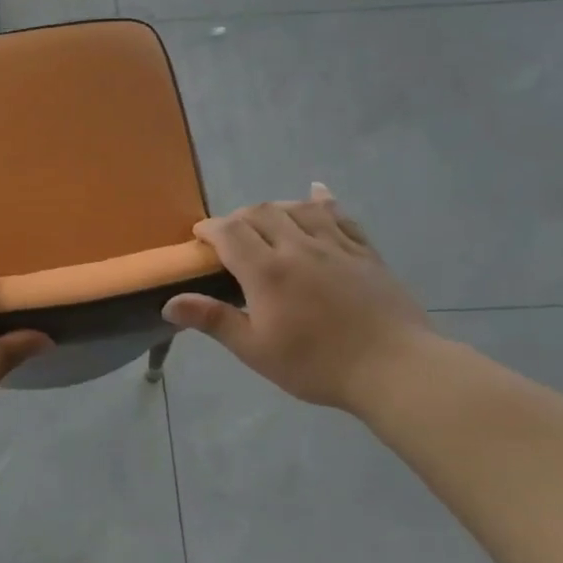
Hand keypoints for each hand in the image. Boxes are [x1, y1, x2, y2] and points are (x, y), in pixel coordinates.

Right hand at [163, 183, 431, 411]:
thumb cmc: (316, 364)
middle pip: (260, 213)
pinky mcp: (365, 252)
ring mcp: (336, 246)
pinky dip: (322, 201)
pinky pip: (340, 216)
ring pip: (297, 209)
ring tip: (264, 222)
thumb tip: (169, 304)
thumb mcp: (256, 349)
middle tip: (229, 237)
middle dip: (237, 218)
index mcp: (267, 271)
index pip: (229, 232)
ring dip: (274, 208)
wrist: (394, 368)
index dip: (210, 230)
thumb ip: (213, 320)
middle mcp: (298, 247)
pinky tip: (315, 193)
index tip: (199, 238)